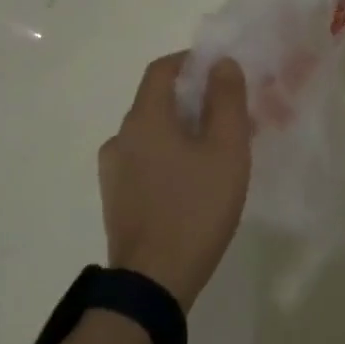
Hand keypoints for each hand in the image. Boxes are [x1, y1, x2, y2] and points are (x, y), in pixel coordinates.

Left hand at [99, 52, 250, 310]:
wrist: (154, 281)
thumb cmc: (195, 208)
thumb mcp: (226, 149)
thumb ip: (226, 100)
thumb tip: (222, 64)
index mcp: (144, 118)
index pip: (162, 69)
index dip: (192, 62)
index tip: (222, 73)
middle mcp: (121, 137)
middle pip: (157, 101)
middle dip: (194, 100)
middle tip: (231, 117)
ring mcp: (114, 170)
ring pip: (152, 133)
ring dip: (183, 131)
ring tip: (217, 153)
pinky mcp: (116, 198)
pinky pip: (146, 160)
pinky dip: (169, 156)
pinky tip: (193, 181)